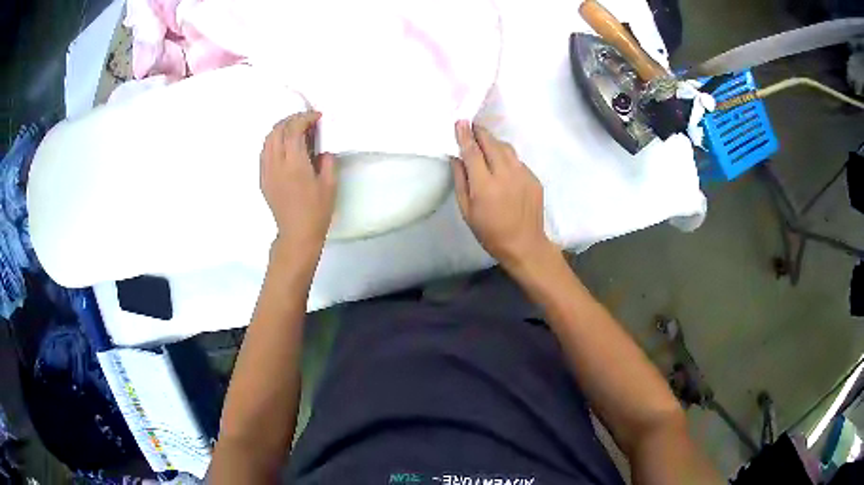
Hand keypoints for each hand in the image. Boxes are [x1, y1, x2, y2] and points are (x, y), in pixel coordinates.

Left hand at [260, 111, 335, 262]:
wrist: (297, 233)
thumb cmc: (317, 211)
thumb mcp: (330, 184)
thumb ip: (327, 160)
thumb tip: (321, 147)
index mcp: (294, 164)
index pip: (293, 129)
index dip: (305, 117)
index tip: (317, 116)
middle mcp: (276, 164)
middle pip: (277, 130)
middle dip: (292, 119)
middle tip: (306, 121)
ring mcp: (266, 171)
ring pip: (268, 140)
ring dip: (281, 129)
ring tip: (295, 130)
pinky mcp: (263, 178)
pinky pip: (264, 152)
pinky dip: (274, 141)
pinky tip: (285, 146)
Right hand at [452, 120, 555, 270]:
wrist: (524, 244)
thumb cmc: (490, 232)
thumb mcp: (467, 211)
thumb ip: (461, 181)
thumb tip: (457, 158)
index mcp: (485, 185)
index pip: (473, 152)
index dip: (465, 135)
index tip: (460, 122)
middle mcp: (505, 175)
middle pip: (491, 143)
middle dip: (480, 132)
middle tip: (472, 126)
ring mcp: (523, 175)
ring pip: (507, 148)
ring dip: (494, 142)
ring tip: (486, 143)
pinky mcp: (534, 178)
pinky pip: (517, 160)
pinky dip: (507, 157)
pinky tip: (502, 165)